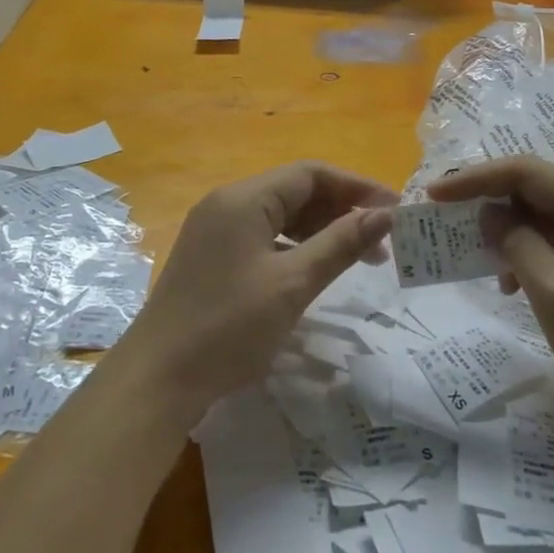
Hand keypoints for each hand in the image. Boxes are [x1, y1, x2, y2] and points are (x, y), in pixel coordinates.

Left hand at [124, 162, 395, 418]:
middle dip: (342, 210)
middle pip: (295, 191)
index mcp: (244, 199)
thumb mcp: (293, 284)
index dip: (356, 187)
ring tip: (360, 258)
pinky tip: (316, 269)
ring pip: (281, 216)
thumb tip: (386, 214)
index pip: (311, 173)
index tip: (395, 210)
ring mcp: (215, 231)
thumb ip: (341, 244)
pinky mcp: (212, 257)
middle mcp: (227, 204)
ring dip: (321, 230)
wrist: (158, 379)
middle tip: (382, 242)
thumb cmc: (229, 327)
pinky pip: (263, 237)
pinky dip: (295, 247)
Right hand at [428, 156, 553, 411]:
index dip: (476, 177)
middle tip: (445, 221)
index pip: (526, 171)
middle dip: (486, 198)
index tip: (434, 195)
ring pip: (540, 213)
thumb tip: (489, 214)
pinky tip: (510, 284)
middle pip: (533, 187)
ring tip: (474, 257)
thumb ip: (520, 246)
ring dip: (504, 229)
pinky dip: (525, 251)